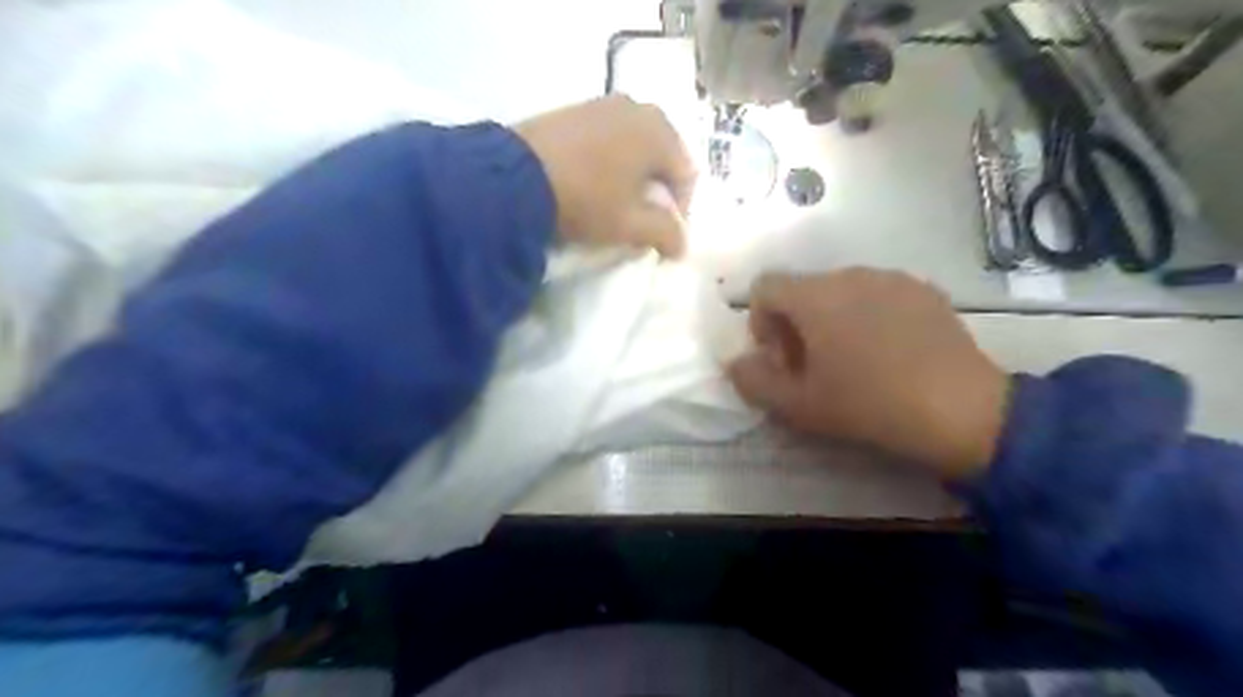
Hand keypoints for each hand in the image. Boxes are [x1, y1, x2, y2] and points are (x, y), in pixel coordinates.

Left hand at [508, 95, 694, 259]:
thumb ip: (666, 234)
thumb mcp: (631, 225)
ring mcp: (603, 104)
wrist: (514, 175)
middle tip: (638, 219)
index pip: (687, 177)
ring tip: (612, 204)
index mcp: (661, 130)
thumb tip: (681, 245)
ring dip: (631, 177)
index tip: (659, 235)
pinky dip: (608, 162)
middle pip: (661, 158)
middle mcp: (638, 107)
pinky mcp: (574, 109)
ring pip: (633, 148)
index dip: (678, 212)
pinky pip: (606, 139)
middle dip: (655, 191)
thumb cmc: (587, 199)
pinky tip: (590, 184)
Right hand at [730, 270, 1008, 481]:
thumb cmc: (868, 405)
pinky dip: (868, 316)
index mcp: (814, 296)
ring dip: (831, 320)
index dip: (759, 322)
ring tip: (854, 362)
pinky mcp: (925, 289)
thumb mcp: (799, 405)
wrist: (962, 410)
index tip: (779, 359)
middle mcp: (850, 274)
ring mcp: (892, 278)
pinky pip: (878, 295)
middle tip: (813, 368)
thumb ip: (753, 381)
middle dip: (795, 325)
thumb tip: (735, 363)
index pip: (764, 286)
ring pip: (840, 291)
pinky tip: (890, 354)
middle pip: (802, 289)